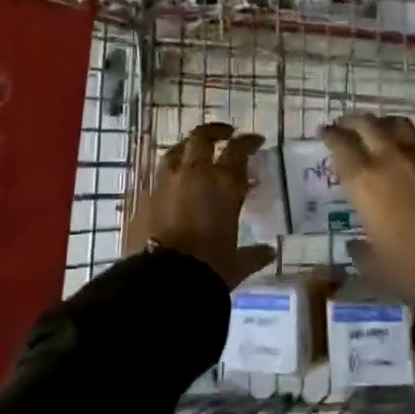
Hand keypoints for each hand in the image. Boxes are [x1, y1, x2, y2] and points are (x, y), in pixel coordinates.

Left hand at [124, 121, 275, 288]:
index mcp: (223, 183)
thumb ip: (253, 253)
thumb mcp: (237, 262)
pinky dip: (170, 175)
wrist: (164, 281)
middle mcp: (194, 174)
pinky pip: (158, 176)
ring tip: (195, 153)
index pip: (238, 150)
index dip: (248, 142)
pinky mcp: (144, 198)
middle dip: (215, 132)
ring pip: (176, 151)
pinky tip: (173, 184)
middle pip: (202, 138)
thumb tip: (270, 252)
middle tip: (226, 134)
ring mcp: (166, 183)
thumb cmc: (209, 268)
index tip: (256, 140)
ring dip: (188, 148)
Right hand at [321, 114, 414, 301]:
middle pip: (368, 124)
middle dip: (354, 122)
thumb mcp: (374, 265)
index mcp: (364, 181)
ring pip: (399, 126)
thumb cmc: (409, 268)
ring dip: (385, 125)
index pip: (340, 144)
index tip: (325, 132)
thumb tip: (355, 245)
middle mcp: (390, 159)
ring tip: (382, 131)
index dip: (330, 135)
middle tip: (348, 125)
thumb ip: (361, 250)